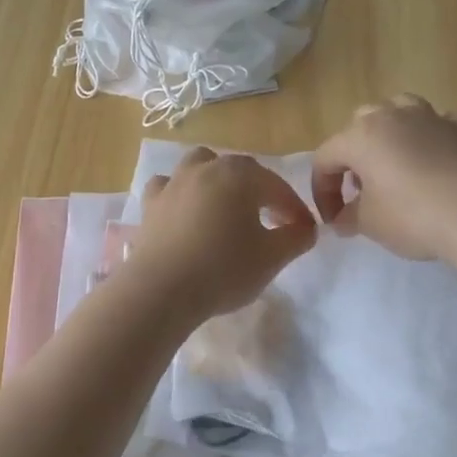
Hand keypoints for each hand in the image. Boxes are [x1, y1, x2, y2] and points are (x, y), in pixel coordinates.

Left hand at [126, 147, 316, 322]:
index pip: (277, 187)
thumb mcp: (272, 258)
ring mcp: (174, 183)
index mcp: (240, 175)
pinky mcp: (150, 204)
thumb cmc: (223, 270)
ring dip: (218, 180)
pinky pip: (169, 187)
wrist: (161, 290)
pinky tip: (186, 210)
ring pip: (201, 166)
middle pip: (241, 172)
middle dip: (261, 192)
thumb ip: (296, 238)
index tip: (304, 230)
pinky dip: (181, 193)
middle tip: (272, 221)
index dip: (294, 208)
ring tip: (227, 206)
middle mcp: (206, 168)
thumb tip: (305, 228)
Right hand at [310, 95, 456, 260]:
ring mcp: (431, 117)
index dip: (322, 191)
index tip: (332, 220)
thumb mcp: (369, 224)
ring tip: (396, 160)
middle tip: (361, 189)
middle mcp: (392, 116)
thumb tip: (341, 219)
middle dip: (355, 154)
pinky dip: (441, 130)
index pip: (325, 158)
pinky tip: (443, 148)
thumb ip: (348, 217)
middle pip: (360, 124)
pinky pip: (448, 119)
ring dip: (393, 129)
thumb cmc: (411, 216)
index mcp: (360, 136)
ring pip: (401, 107)